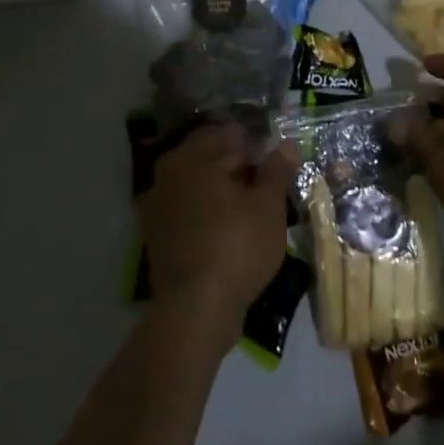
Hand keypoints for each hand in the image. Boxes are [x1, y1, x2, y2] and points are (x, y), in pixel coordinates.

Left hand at [140, 122, 290, 347]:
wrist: (195, 310)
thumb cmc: (236, 246)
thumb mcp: (269, 205)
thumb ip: (278, 170)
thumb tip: (286, 145)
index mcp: (190, 158)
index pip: (228, 134)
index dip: (255, 147)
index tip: (276, 166)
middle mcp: (167, 175)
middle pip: (210, 159)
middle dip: (240, 169)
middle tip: (269, 190)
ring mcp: (157, 208)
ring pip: (199, 187)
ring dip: (224, 193)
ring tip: (254, 213)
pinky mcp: (158, 238)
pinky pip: (189, 213)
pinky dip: (209, 215)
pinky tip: (232, 233)